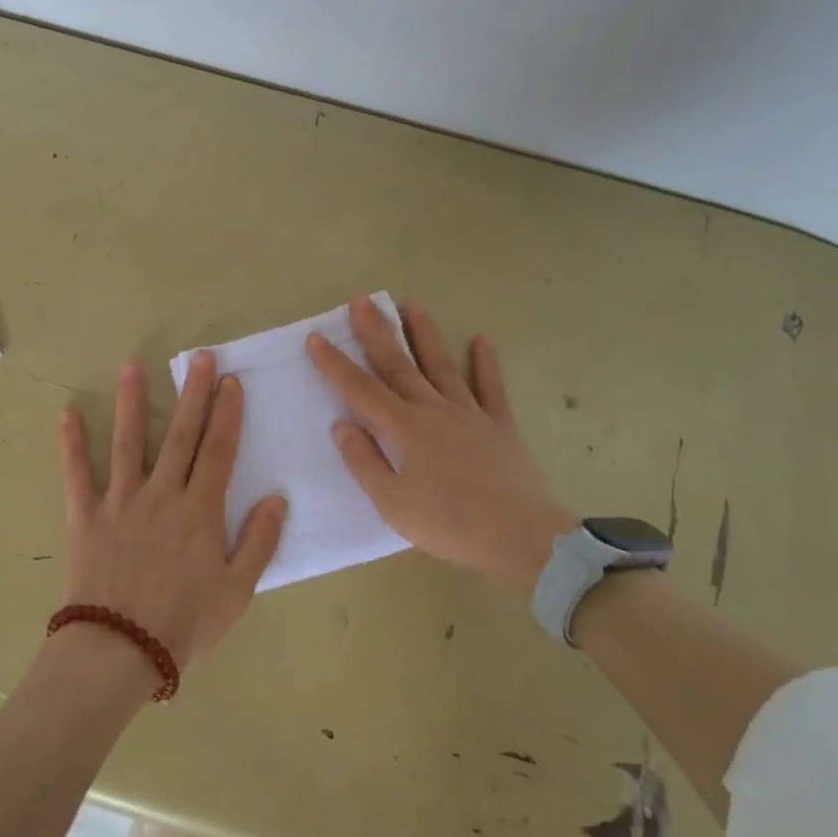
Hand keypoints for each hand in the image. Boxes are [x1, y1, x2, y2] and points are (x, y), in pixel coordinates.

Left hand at [60, 353, 286, 670]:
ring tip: (132, 367)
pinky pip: (75, 474)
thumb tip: (276, 499)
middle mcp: (161, 495)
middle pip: (181, 436)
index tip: (231, 383)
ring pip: (128, 443)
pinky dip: (71, 444)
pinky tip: (67, 413)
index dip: (227, 415)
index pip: (219, 451)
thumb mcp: (237, 590)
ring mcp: (120, 502)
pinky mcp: (85, 516)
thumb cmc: (185, 623)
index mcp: (200, 511)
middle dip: (194, 394)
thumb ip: (259, 541)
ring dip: (132, 402)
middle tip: (200, 358)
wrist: (120, 650)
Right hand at [307, 297, 576, 589]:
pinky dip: (486, 362)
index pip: (360, 389)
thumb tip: (342, 425)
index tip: (316, 337)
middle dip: (377, 332)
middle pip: (399, 365)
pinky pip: (490, 386)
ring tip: (411, 304)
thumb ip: (364, 462)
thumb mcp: (392, 504)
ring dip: (424, 334)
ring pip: (441, 365)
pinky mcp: (500, 424)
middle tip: (362, 300)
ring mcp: (470, 413)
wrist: (522, 536)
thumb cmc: (449, 524)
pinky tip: (482, 339)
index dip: (335, 364)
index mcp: (404, 430)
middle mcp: (433, 410)